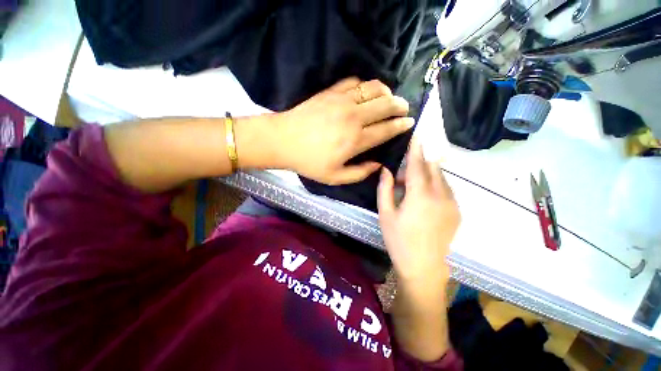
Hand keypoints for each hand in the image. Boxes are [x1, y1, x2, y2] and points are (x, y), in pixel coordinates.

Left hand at [274, 78, 412, 184]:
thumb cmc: (309, 162)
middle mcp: (354, 117)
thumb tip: (378, 165)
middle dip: (399, 105)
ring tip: (390, 97)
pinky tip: (367, 92)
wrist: (283, 141)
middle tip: (404, 108)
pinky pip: (354, 83)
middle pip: (385, 105)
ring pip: (373, 89)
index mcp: (356, 140)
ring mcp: (342, 101)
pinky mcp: (331, 92)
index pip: (386, 129)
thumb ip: (360, 173)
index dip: (401, 125)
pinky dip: (365, 85)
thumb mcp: (335, 177)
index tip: (409, 122)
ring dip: (386, 92)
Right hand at [377, 141, 459, 286]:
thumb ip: (385, 188)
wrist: (423, 266)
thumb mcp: (385, 213)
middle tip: (403, 176)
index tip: (417, 134)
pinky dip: (435, 185)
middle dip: (419, 164)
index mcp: (420, 195)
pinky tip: (423, 199)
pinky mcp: (457, 211)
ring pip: (441, 178)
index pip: (417, 164)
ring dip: (426, 175)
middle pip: (432, 168)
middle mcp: (440, 195)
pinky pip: (446, 189)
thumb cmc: (399, 239)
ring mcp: (452, 203)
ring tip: (411, 190)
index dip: (416, 148)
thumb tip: (386, 170)